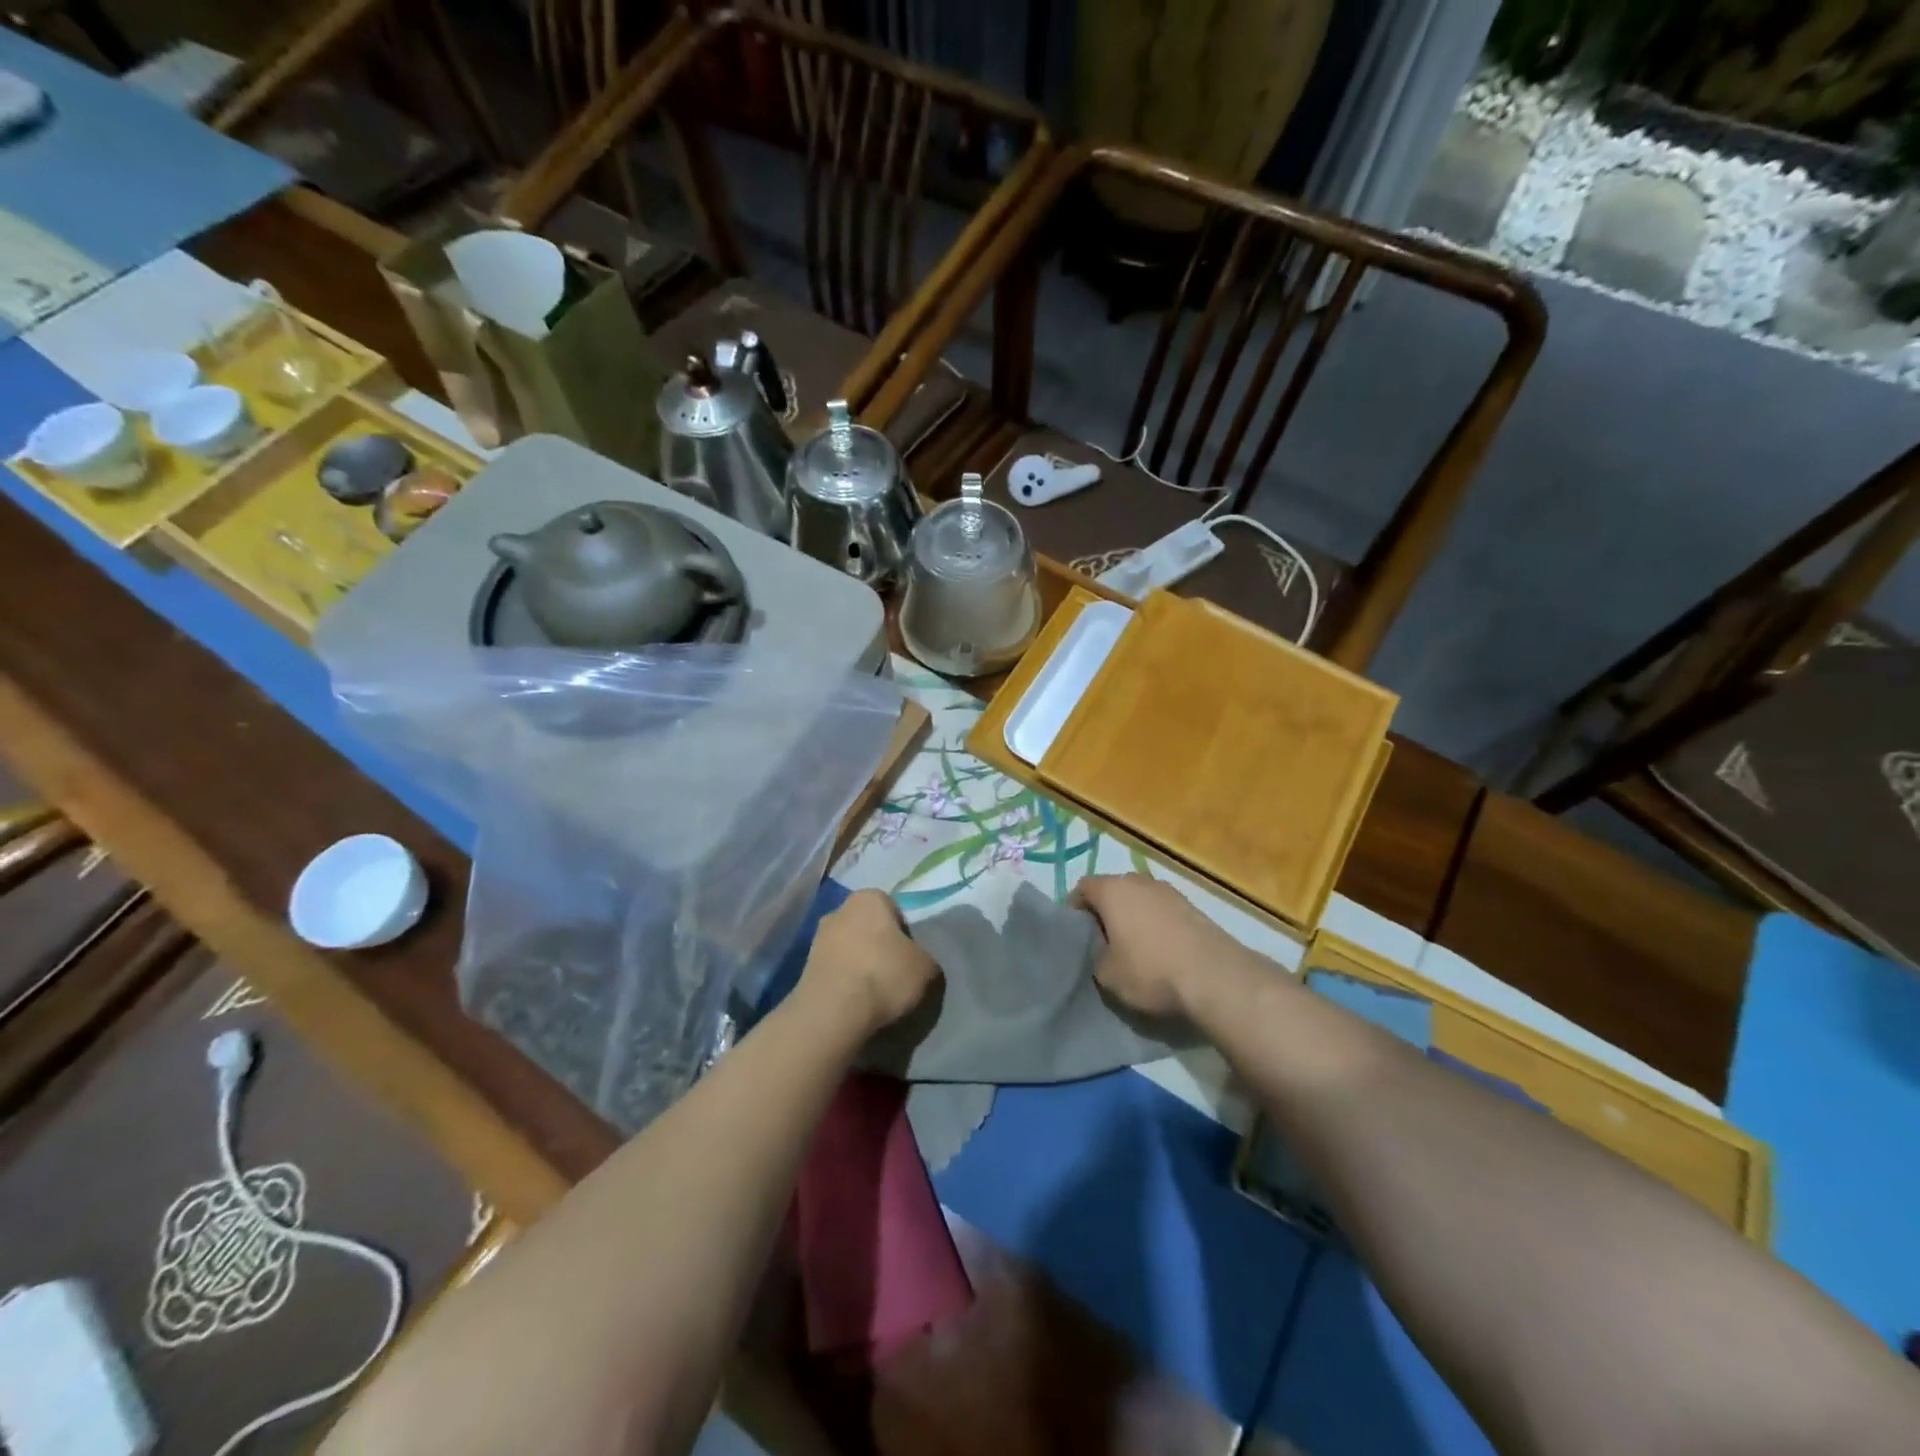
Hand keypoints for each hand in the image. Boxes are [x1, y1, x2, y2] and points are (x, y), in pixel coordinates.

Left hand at [798, 889, 940, 1035]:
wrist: (833, 1012)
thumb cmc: (884, 976)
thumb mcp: (925, 967)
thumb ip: (925, 956)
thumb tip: (918, 961)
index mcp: (870, 897)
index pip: (894, 909)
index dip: (905, 934)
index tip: (910, 957)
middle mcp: (840, 909)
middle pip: (868, 927)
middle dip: (879, 946)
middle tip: (894, 974)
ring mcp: (817, 937)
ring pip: (849, 948)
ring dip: (860, 964)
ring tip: (874, 993)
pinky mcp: (805, 966)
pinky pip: (835, 969)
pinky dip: (845, 981)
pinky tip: (855, 1002)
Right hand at [1073, 873, 1242, 1019]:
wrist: (1214, 977)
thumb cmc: (1150, 971)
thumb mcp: (1107, 975)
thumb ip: (1096, 957)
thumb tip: (1103, 952)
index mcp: (1112, 890)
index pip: (1083, 887)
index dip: (1075, 909)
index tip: (1075, 933)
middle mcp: (1140, 881)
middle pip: (1114, 889)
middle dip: (1106, 910)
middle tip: (1102, 940)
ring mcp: (1170, 891)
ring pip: (1141, 899)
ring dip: (1134, 916)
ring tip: (1134, 946)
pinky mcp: (1194, 907)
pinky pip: (1163, 911)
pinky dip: (1157, 924)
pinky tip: (1161, 949)